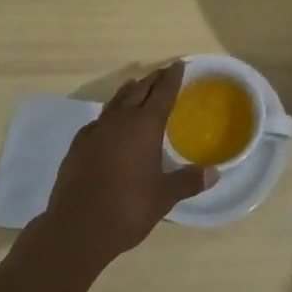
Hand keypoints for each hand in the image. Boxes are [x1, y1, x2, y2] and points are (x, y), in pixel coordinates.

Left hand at [42, 61, 213, 269]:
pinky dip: (107, 116)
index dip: (172, 77)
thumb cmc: (128, 209)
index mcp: (146, 126)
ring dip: (129, 91)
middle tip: (162, 73)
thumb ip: (188, 181)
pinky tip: (106, 124)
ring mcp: (96, 130)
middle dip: (152, 80)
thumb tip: (214, 173)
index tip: (179, 64)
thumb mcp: (164, 197)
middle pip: (139, 90)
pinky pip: (97, 121)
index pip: (163, 92)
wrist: (77, 228)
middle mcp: (121, 120)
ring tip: (135, 85)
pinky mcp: (78, 145)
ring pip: (116, 101)